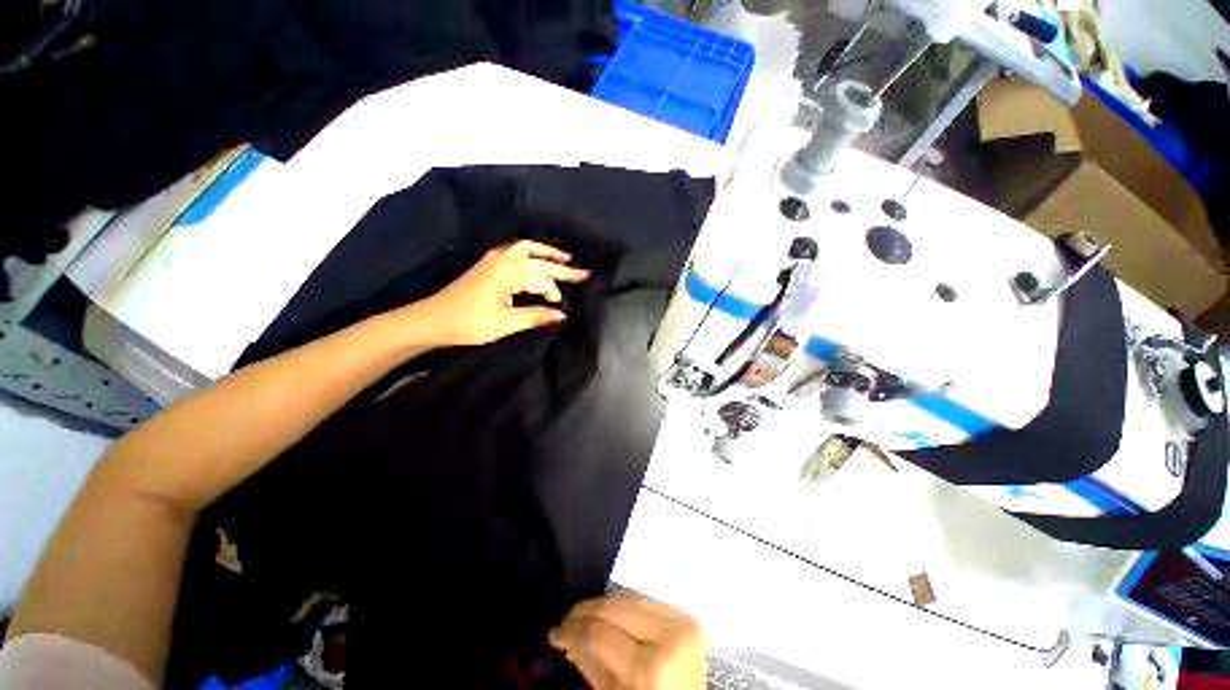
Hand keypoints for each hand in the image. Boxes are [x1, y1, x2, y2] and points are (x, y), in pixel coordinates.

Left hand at [416, 240, 589, 346]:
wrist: (431, 320)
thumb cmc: (469, 323)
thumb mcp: (506, 323)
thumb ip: (536, 316)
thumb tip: (562, 315)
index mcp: (508, 272)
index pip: (542, 279)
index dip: (554, 292)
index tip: (561, 307)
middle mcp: (503, 259)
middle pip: (538, 260)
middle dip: (562, 266)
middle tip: (584, 272)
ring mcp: (493, 259)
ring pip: (526, 249)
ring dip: (546, 253)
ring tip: (565, 257)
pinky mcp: (487, 264)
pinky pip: (515, 251)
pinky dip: (531, 253)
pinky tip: (536, 260)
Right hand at [550, 595, 707, 688]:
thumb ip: (594, 668)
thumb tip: (571, 639)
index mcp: (652, 665)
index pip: (601, 634)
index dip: (572, 631)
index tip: (554, 634)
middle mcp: (670, 634)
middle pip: (615, 607)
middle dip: (585, 613)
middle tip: (565, 622)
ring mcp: (681, 621)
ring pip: (629, 598)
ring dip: (603, 607)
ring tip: (584, 619)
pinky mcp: (685, 617)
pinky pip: (646, 602)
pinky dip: (625, 608)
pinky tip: (611, 618)